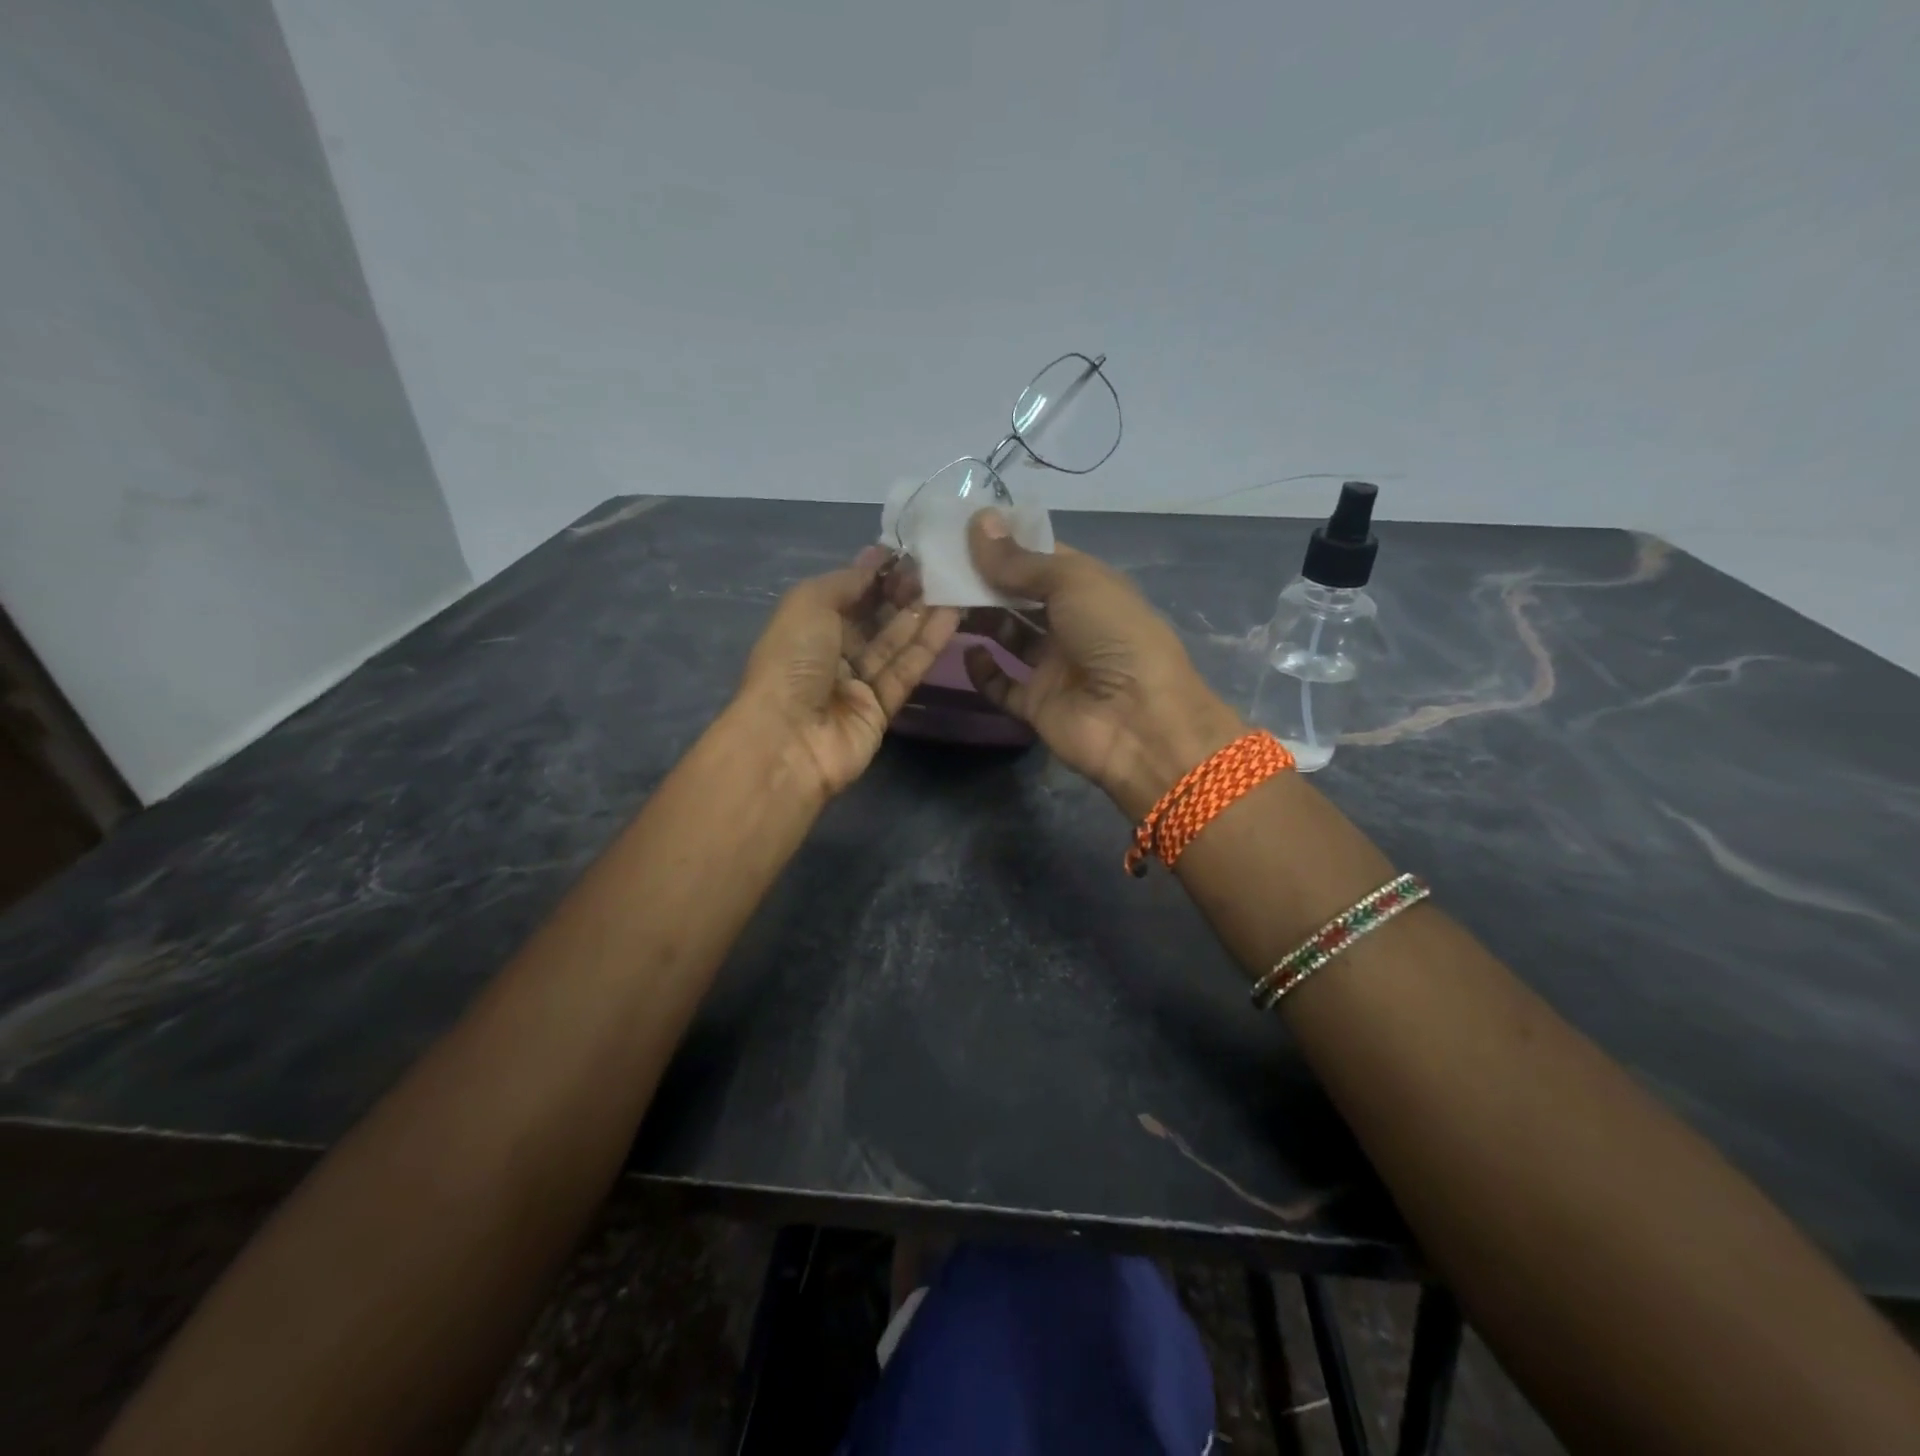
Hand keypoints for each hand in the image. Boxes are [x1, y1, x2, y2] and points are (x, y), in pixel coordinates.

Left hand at [736, 547, 958, 799]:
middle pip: (873, 618)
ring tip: (952, 586)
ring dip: (921, 615)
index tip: (907, 552)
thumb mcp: (809, 603)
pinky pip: (906, 671)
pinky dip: (927, 645)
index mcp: (805, 626)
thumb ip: (846, 581)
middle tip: (934, 568)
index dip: (874, 573)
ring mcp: (856, 684)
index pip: (846, 594)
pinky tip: (951, 617)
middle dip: (901, 592)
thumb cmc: (792, 662)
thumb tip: (875, 560)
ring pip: (894, 644)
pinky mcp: (881, 709)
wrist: (789, 739)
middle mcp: (830, 653)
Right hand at [961, 511, 1242, 817]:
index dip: (1005, 544)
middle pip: (1019, 597)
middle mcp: (1071, 623)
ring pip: (1008, 636)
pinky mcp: (1037, 703)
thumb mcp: (1072, 582)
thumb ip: (1020, 560)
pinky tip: (968, 652)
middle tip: (939, 568)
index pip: (1040, 558)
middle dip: (984, 581)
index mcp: (1088, 587)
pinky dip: (983, 671)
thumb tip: (978, 521)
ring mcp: (1054, 666)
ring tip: (941, 603)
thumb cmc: (1113, 635)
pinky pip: (1002, 685)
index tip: (960, 531)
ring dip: (979, 619)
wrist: (1139, 721)